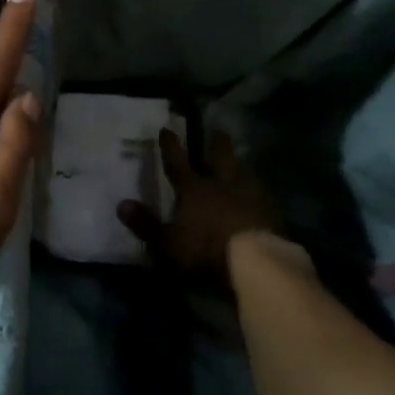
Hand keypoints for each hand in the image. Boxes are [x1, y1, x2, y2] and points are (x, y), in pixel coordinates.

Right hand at [117, 129, 278, 278]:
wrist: (258, 265)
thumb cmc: (205, 252)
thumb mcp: (166, 243)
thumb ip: (145, 224)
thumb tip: (121, 204)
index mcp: (194, 190)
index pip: (177, 162)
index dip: (170, 146)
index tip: (166, 129)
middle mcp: (222, 185)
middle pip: (219, 158)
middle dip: (216, 144)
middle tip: (218, 131)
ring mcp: (251, 197)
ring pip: (244, 173)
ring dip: (240, 165)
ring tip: (240, 161)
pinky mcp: (273, 213)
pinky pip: (264, 195)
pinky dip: (259, 191)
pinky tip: (261, 195)